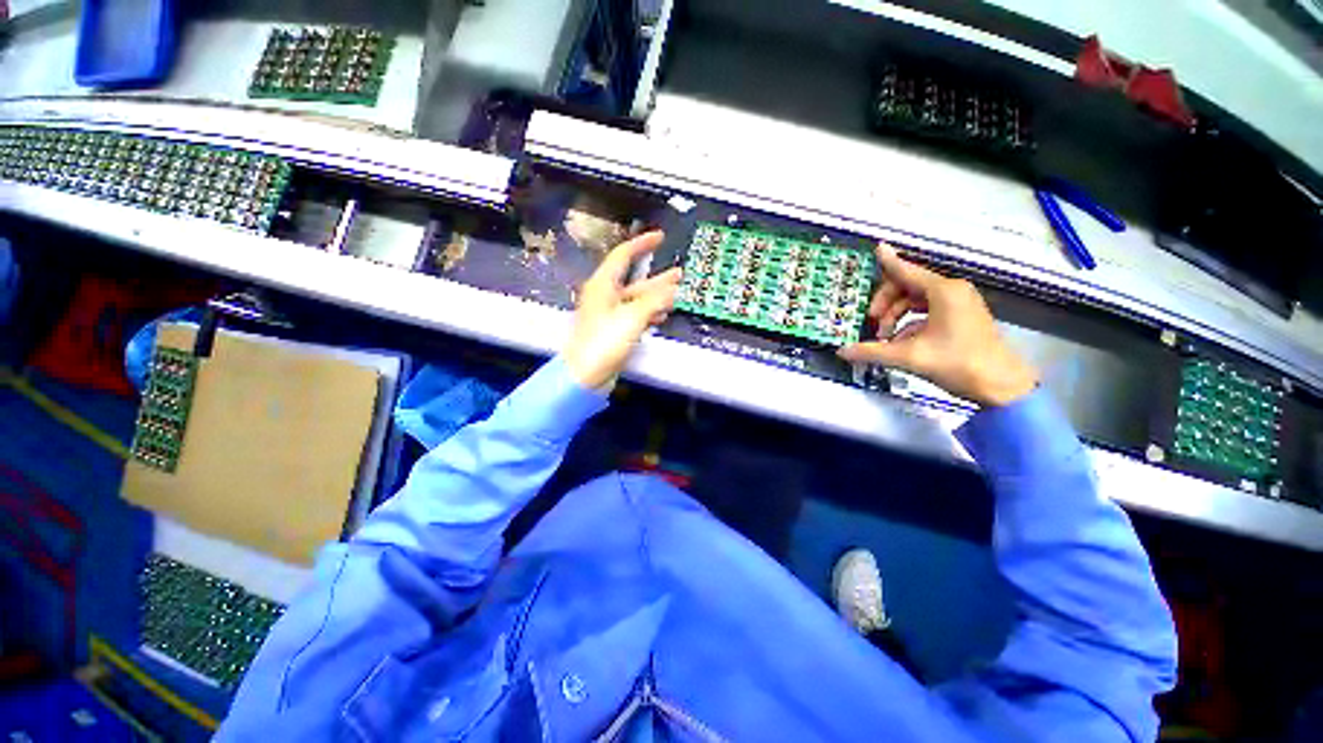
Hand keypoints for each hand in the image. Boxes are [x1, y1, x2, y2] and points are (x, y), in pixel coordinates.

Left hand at [564, 231, 681, 390]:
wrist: (585, 375)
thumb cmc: (603, 342)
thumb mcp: (632, 317)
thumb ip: (655, 301)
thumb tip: (673, 289)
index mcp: (603, 285)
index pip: (623, 255)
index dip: (642, 243)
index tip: (659, 236)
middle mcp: (605, 296)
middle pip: (635, 280)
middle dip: (658, 277)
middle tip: (679, 273)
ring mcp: (610, 314)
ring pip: (637, 299)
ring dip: (657, 296)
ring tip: (678, 294)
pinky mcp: (614, 330)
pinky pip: (635, 315)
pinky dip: (649, 313)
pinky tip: (662, 314)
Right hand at [839, 244, 1037, 406]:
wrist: (1001, 386)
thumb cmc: (959, 364)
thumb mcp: (910, 358)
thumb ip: (872, 352)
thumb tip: (842, 351)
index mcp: (943, 292)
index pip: (907, 272)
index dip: (889, 262)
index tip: (877, 248)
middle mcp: (952, 292)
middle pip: (908, 287)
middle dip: (885, 304)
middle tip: (873, 323)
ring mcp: (958, 304)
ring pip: (915, 301)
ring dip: (895, 316)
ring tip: (885, 338)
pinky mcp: (960, 317)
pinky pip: (926, 312)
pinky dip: (909, 324)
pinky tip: (899, 343)